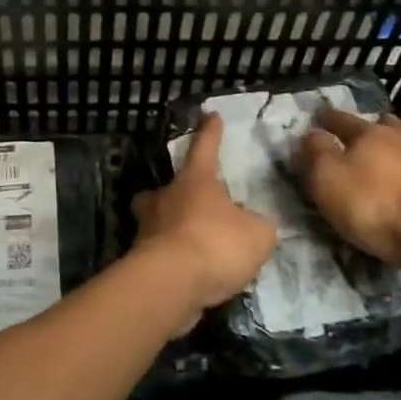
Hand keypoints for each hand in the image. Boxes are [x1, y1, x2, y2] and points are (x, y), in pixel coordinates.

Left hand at [131, 114, 277, 330]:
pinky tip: (190, 273)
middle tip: (190, 202)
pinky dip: (173, 258)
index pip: (205, 148)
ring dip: (171, 227)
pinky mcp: (141, 261)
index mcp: (195, 181)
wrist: (171, 284)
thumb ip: (259, 226)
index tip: (211, 116)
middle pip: (167, 188)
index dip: (211, 133)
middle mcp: (166, 198)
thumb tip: (255, 225)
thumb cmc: (216, 244)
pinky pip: (159, 251)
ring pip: (156, 220)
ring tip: (192, 243)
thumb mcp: (258, 235)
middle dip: (176, 192)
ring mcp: (148, 229)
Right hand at [294, 107, 400, 266]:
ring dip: (396, 148)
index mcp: (369, 132)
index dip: (326, 118)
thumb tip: (312, 134)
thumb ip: (316, 151)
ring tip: (387, 159)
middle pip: (383, 125)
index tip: (317, 117)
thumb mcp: (327, 177)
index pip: (342, 119)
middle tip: (358, 137)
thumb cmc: (371, 202)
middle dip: (369, 128)